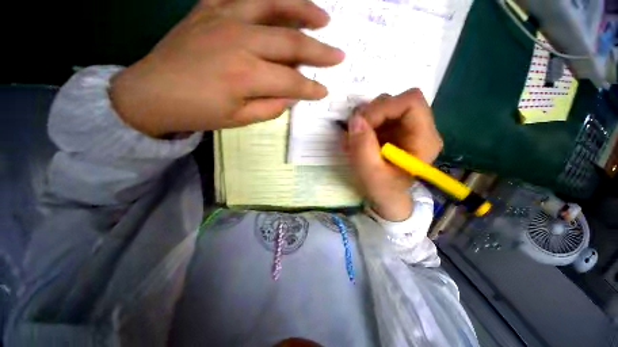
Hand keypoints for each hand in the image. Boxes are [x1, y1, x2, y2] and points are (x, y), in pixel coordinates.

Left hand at [110, 0, 343, 136]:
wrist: (152, 93)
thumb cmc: (199, 112)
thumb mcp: (240, 119)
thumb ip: (272, 106)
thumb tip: (292, 95)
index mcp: (247, 76)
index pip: (292, 81)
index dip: (311, 88)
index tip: (325, 91)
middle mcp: (240, 40)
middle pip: (291, 42)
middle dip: (320, 52)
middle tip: (339, 55)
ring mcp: (224, 18)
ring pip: (273, 4)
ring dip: (303, 10)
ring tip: (323, 18)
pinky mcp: (209, 8)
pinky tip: (280, 2)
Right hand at [346, 89, 442, 220]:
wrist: (387, 198)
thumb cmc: (383, 190)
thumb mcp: (370, 173)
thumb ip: (362, 146)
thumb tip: (355, 119)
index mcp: (425, 139)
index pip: (410, 101)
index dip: (383, 108)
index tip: (362, 125)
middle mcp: (419, 127)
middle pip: (396, 101)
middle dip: (370, 113)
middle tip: (354, 131)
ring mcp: (405, 127)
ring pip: (384, 105)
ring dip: (365, 118)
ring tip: (354, 137)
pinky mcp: (393, 129)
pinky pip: (377, 115)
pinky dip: (363, 123)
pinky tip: (357, 139)